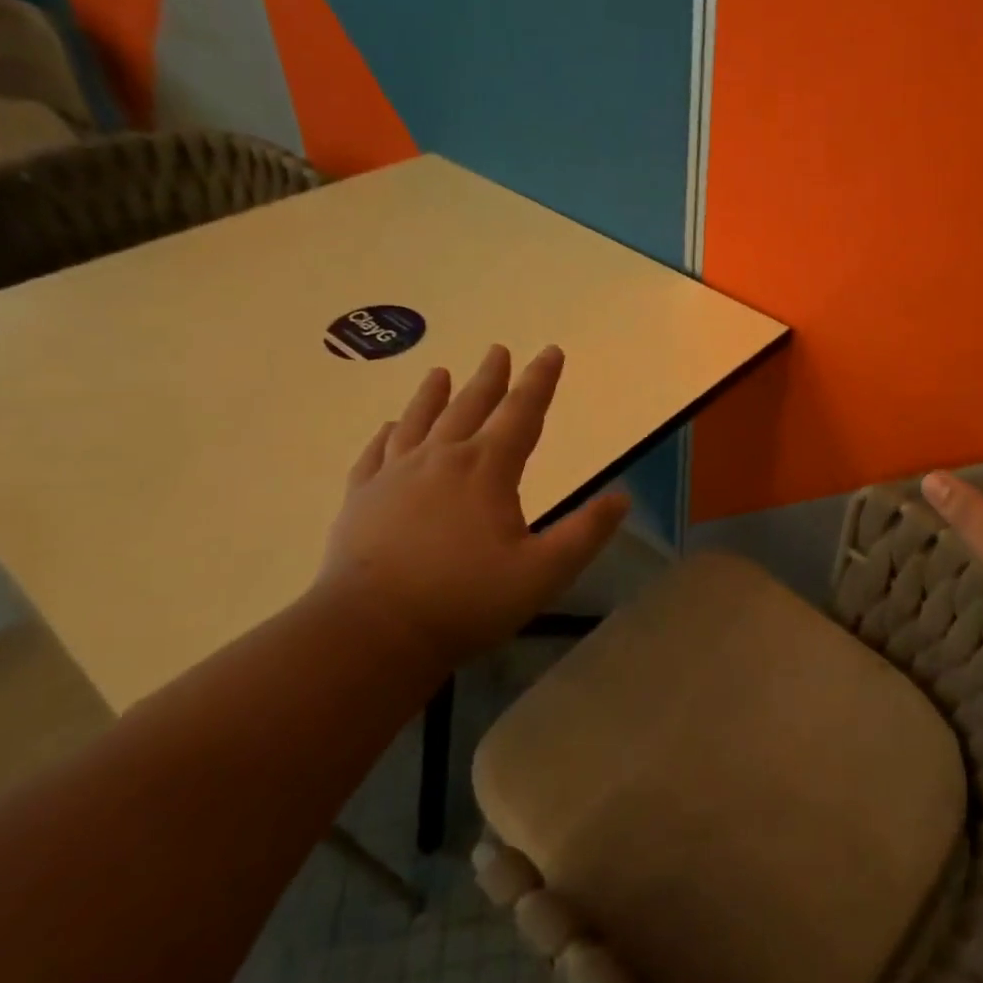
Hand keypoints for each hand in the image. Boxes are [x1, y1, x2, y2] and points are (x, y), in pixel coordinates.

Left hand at [314, 344, 629, 660]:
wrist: (371, 632)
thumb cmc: (466, 600)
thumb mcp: (543, 572)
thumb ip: (586, 533)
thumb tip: (622, 497)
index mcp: (487, 469)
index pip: (522, 413)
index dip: (540, 381)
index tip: (551, 351)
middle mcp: (441, 459)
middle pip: (470, 406)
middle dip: (490, 377)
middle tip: (498, 350)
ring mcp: (394, 476)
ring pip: (419, 421)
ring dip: (434, 394)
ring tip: (440, 372)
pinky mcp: (360, 498)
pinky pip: (376, 454)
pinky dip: (387, 435)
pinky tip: (390, 428)